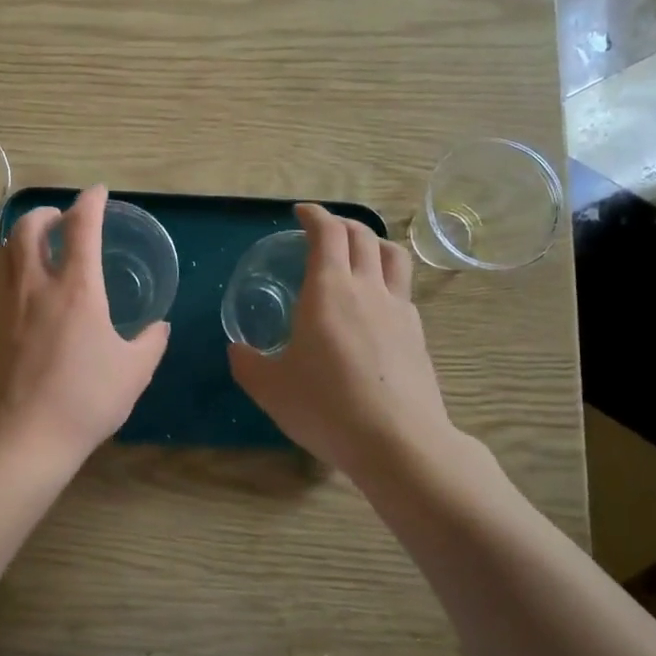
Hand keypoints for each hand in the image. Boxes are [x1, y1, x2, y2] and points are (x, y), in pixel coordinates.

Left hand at [0, 185, 170, 467]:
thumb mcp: (135, 371)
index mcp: (78, 289)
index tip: (98, 193)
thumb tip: (158, 327)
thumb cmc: (88, 399)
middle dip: (47, 211)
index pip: (82, 227)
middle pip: (30, 226)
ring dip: (22, 234)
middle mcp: (36, 285)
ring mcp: (6, 304)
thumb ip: (151, 342)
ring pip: (5, 249)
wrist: (29, 434)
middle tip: (62, 217)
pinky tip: (20, 282)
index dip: (90, 202)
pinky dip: (8, 263)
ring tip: (37, 243)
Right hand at [228, 204, 450, 482]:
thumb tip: (238, 350)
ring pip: (393, 256)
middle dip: (341, 224)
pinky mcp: (417, 334)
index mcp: (329, 290)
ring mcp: (399, 309)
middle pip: (362, 236)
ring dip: (373, 243)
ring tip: (358, 254)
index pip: (327, 233)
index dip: (314, 215)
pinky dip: (386, 279)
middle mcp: (367, 288)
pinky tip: (375, 305)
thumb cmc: (325, 406)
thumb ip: (247, 363)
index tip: (301, 213)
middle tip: (323, 231)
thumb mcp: (270, 387)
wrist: (398, 442)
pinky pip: (403, 289)